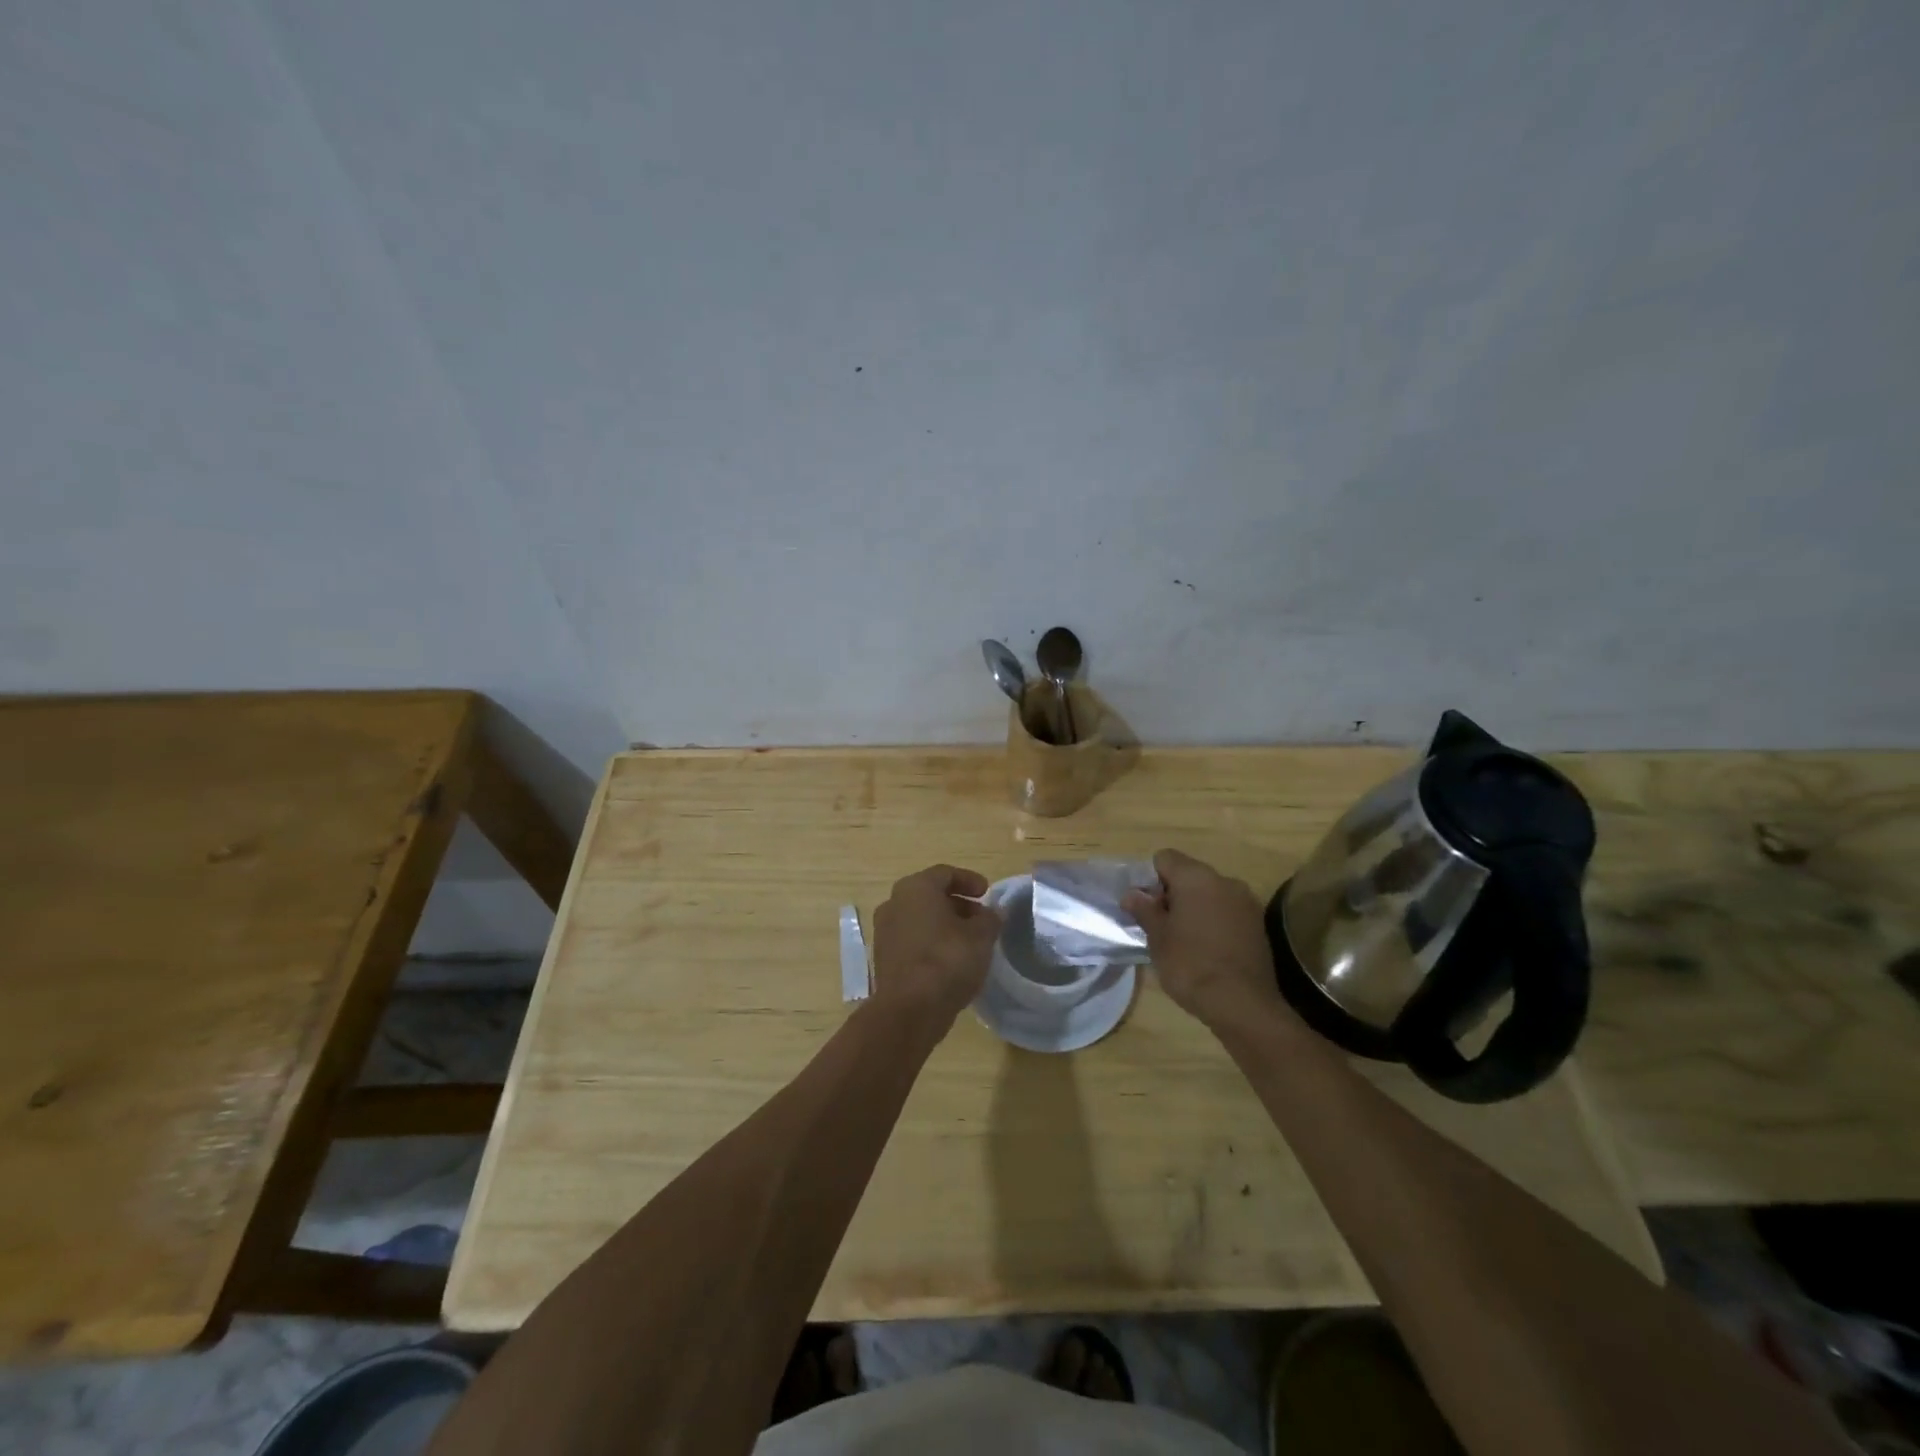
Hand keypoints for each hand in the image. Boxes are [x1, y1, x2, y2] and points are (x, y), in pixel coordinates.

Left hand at [871, 864, 1002, 1029]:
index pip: (945, 873)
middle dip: (958, 904)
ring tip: (970, 941)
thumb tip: (993, 912)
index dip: (969, 880)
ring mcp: (885, 931)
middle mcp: (894, 903)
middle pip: (930, 895)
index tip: (987, 893)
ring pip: (920, 918)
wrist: (909, 1010)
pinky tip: (951, 960)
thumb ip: (990, 919)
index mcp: (915, 888)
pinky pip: (912, 940)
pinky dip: (931, 942)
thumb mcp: (981, 936)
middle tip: (981, 918)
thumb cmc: (947, 960)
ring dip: (945, 924)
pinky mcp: (884, 958)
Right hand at [1124, 849, 1286, 1030]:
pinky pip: (1228, 911)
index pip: (1165, 858)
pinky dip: (1215, 921)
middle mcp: (1224, 881)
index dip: (1151, 879)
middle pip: (1189, 874)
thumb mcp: (1157, 938)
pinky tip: (1209, 950)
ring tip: (1185, 940)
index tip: (1148, 908)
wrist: (1242, 1003)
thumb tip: (1131, 894)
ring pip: (1210, 893)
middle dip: (1173, 894)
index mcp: (1196, 877)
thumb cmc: (1190, 965)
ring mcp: (1246, 902)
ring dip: (1195, 908)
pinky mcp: (1258, 924)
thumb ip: (1144, 910)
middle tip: (1162, 926)